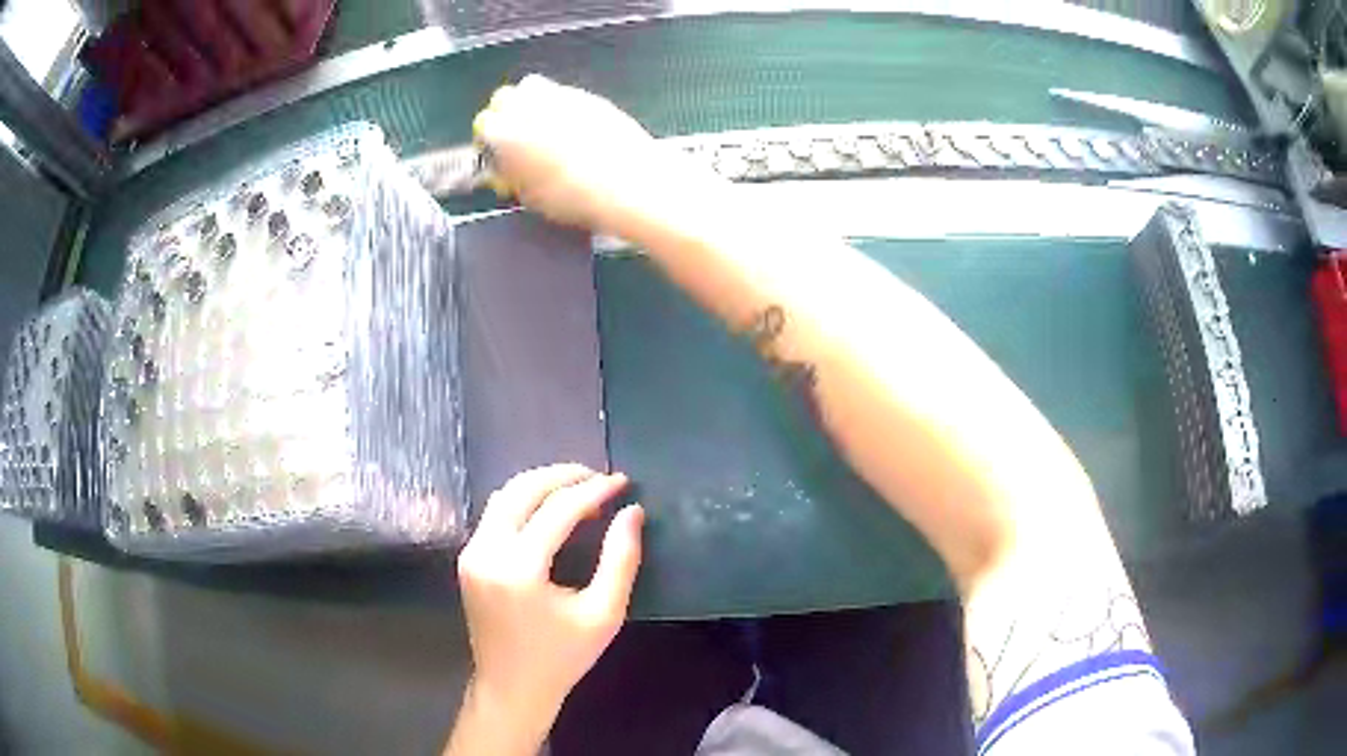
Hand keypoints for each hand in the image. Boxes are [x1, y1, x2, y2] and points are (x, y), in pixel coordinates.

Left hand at [456, 464, 644, 730]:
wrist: (511, 687)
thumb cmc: (562, 657)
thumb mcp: (603, 614)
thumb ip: (621, 560)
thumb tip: (632, 512)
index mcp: (519, 570)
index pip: (558, 510)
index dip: (593, 490)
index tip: (622, 482)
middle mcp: (487, 552)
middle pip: (523, 490)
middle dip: (563, 476)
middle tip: (599, 477)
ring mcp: (471, 553)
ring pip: (504, 495)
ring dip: (541, 484)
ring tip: (580, 488)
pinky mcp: (467, 558)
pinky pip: (495, 513)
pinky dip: (524, 501)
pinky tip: (551, 509)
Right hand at [472, 75, 675, 233]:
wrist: (626, 182)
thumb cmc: (572, 197)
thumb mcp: (530, 196)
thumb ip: (510, 175)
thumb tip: (504, 169)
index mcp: (505, 132)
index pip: (483, 125)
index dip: (488, 140)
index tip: (495, 154)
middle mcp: (528, 105)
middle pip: (504, 98)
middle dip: (505, 113)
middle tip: (516, 137)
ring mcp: (559, 95)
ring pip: (532, 88)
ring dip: (531, 103)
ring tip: (542, 128)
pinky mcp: (587, 95)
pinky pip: (562, 93)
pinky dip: (559, 105)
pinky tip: (571, 127)